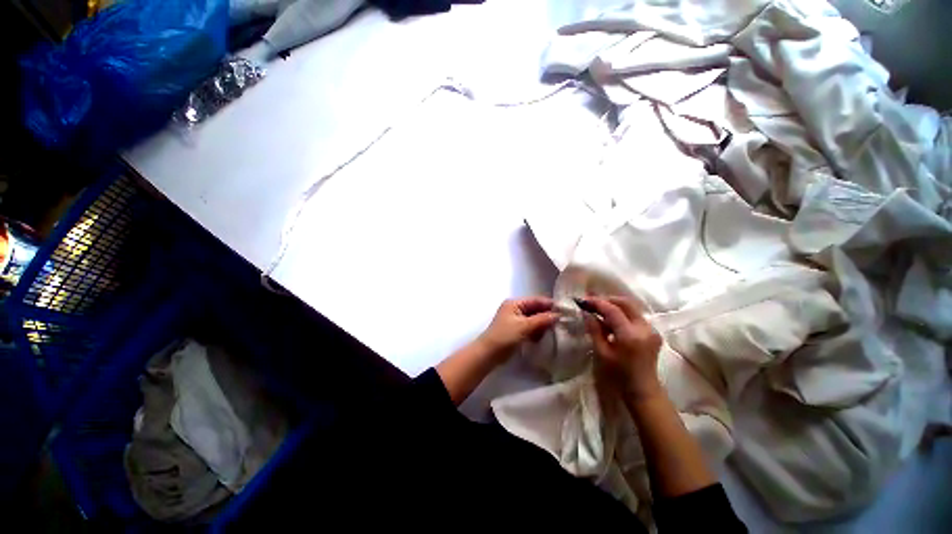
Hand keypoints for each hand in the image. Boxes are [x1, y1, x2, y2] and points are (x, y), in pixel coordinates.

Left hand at [477, 297, 560, 356]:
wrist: (489, 354)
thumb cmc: (505, 336)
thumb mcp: (524, 326)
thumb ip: (542, 319)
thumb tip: (558, 315)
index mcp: (515, 303)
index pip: (536, 300)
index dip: (550, 305)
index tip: (565, 311)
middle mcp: (515, 308)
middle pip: (535, 309)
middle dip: (547, 316)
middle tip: (563, 322)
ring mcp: (515, 320)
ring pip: (534, 319)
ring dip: (543, 325)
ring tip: (556, 330)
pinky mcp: (516, 330)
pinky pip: (530, 328)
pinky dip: (537, 331)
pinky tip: (545, 337)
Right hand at [582, 296, 662, 399]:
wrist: (643, 389)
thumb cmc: (619, 374)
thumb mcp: (602, 352)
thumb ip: (594, 330)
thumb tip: (586, 312)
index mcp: (630, 335)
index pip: (612, 310)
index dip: (596, 302)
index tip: (582, 300)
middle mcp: (644, 328)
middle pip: (625, 303)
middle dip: (606, 300)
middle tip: (591, 302)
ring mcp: (651, 329)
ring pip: (631, 307)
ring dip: (614, 305)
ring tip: (598, 310)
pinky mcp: (653, 332)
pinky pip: (635, 315)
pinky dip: (621, 313)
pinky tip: (610, 320)